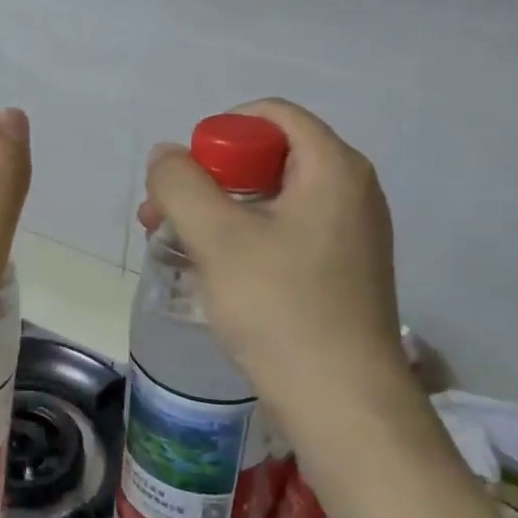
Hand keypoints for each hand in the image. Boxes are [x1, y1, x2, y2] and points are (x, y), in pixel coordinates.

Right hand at [139, 98, 411, 443]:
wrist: (341, 402)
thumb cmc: (280, 307)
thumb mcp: (217, 238)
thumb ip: (181, 184)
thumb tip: (166, 155)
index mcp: (333, 168)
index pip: (271, 115)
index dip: (220, 132)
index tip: (186, 175)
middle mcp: (351, 191)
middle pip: (269, 156)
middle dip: (210, 178)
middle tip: (166, 215)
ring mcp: (351, 234)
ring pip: (272, 199)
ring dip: (220, 212)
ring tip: (178, 246)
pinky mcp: (342, 271)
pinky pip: (285, 232)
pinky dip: (245, 238)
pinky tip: (214, 272)